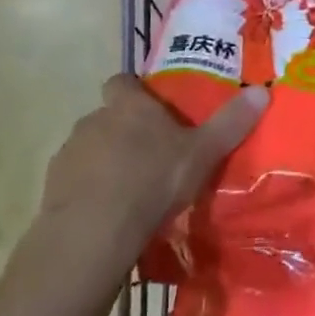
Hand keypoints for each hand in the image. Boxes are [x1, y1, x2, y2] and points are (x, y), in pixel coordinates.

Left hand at [34, 75, 268, 266]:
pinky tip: (107, 215)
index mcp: (129, 105)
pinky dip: (87, 191)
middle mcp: (94, 119)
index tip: (152, 109)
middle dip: (124, 130)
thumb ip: (230, 123)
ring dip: (105, 161)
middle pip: (107, 115)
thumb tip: (262, 90)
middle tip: (151, 155)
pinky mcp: (52, 189)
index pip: (123, 81)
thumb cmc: (151, 181)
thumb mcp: (201, 153)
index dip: (135, 91)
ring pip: (90, 148)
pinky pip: (74, 182)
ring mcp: (69, 154)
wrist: (92, 234)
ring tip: (129, 191)